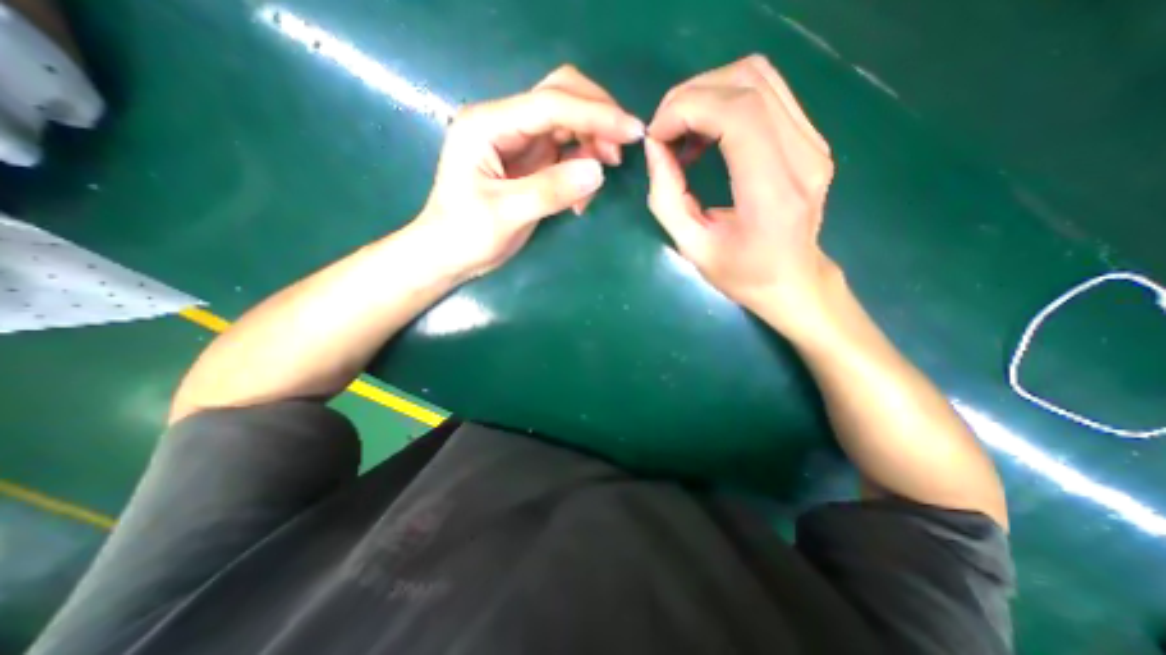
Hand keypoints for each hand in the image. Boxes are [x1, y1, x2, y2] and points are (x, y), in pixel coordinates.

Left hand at [408, 65, 645, 279]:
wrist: (448, 255)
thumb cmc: (464, 234)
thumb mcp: (505, 214)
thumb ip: (550, 190)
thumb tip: (598, 171)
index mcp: (488, 125)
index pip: (550, 104)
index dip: (595, 114)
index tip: (632, 132)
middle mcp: (504, 124)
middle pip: (560, 97)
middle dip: (597, 118)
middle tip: (619, 153)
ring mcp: (518, 142)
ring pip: (568, 124)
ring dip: (592, 144)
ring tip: (600, 178)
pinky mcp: (529, 163)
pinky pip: (566, 152)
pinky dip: (581, 168)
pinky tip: (579, 198)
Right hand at [646, 53, 838, 330]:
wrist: (792, 280)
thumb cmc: (741, 274)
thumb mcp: (691, 247)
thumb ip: (666, 197)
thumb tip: (654, 147)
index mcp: (773, 194)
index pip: (738, 115)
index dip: (688, 109)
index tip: (656, 136)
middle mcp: (803, 156)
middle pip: (747, 84)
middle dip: (691, 97)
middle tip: (663, 132)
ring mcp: (813, 142)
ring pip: (758, 78)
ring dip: (708, 93)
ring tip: (682, 132)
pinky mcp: (811, 138)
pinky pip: (766, 94)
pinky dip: (725, 101)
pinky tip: (706, 135)